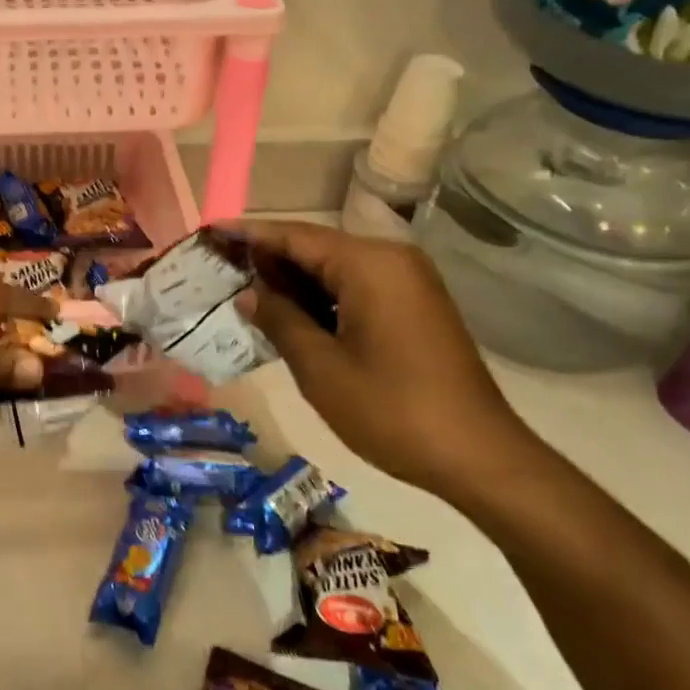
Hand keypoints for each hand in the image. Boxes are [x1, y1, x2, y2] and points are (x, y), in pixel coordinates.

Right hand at [234, 220, 542, 500]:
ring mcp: (408, 282)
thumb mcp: (321, 368)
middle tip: (219, 267)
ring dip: (293, 280)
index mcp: (369, 265)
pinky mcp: (414, 305)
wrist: (479, 457)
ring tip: (245, 290)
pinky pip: (356, 287)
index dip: (248, 234)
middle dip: (268, 258)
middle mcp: (391, 259)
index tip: (209, 232)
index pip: (295, 236)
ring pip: (335, 268)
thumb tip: (248, 293)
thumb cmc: (393, 411)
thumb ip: (280, 319)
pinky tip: (290, 314)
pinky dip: (321, 296)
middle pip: (315, 247)